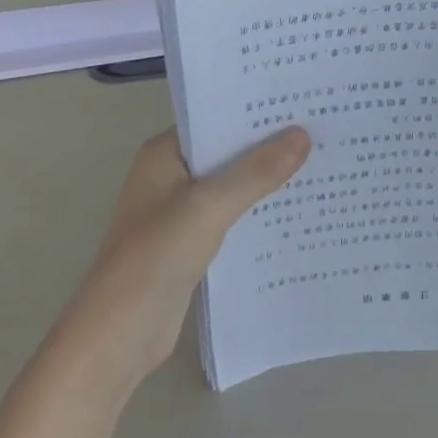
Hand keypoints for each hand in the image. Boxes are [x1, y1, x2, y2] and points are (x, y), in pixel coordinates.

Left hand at [59, 127, 309, 388]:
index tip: (299, 102)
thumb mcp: (211, 205)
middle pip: (225, 151)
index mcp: (164, 153)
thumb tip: (303, 134)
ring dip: (264, 180)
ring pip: (230, 185)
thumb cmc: (157, 255)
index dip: (254, 111)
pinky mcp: (189, 244)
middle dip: (266, 145)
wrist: (118, 335)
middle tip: (319, 129)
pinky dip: (255, 212)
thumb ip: (257, 171)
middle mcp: (170, 175)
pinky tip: (293, 210)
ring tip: (317, 163)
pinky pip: (229, 217)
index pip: (215, 118)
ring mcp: (178, 211)